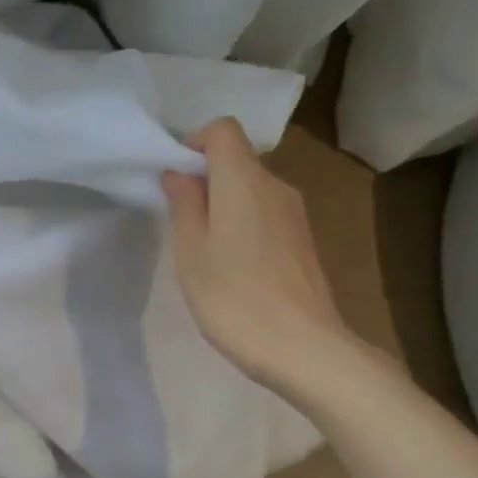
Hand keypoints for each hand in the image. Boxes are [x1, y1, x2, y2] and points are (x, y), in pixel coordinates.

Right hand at [162, 118, 349, 387]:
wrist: (303, 348)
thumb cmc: (234, 298)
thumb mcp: (191, 253)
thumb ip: (184, 205)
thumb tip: (179, 172)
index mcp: (244, 181)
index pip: (222, 129)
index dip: (193, 144)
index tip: (174, 181)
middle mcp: (276, 186)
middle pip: (237, 160)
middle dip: (205, 180)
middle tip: (180, 224)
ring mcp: (295, 214)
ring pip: (251, 190)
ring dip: (224, 207)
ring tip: (205, 253)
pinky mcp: (304, 241)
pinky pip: (266, 215)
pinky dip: (244, 226)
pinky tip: (234, 269)